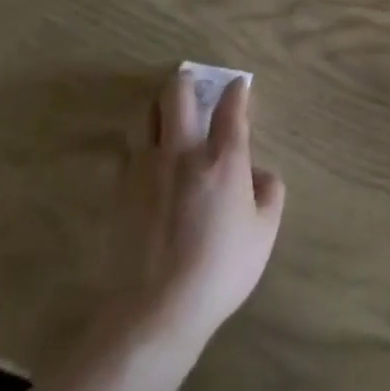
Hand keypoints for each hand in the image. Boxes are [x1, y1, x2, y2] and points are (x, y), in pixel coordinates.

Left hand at [106, 70, 284, 346]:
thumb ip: (269, 193)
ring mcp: (146, 167)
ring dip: (157, 105)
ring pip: (144, 114)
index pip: (231, 107)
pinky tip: (144, 153)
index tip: (239, 85)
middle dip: (187, 81)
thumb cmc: (220, 270)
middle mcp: (183, 151)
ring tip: (165, 110)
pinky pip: (127, 149)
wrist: (155, 310)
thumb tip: (259, 173)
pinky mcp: (120, 189)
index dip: (237, 91)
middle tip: (194, 82)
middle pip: (178, 94)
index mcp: (224, 158)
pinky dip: (138, 141)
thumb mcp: (264, 233)